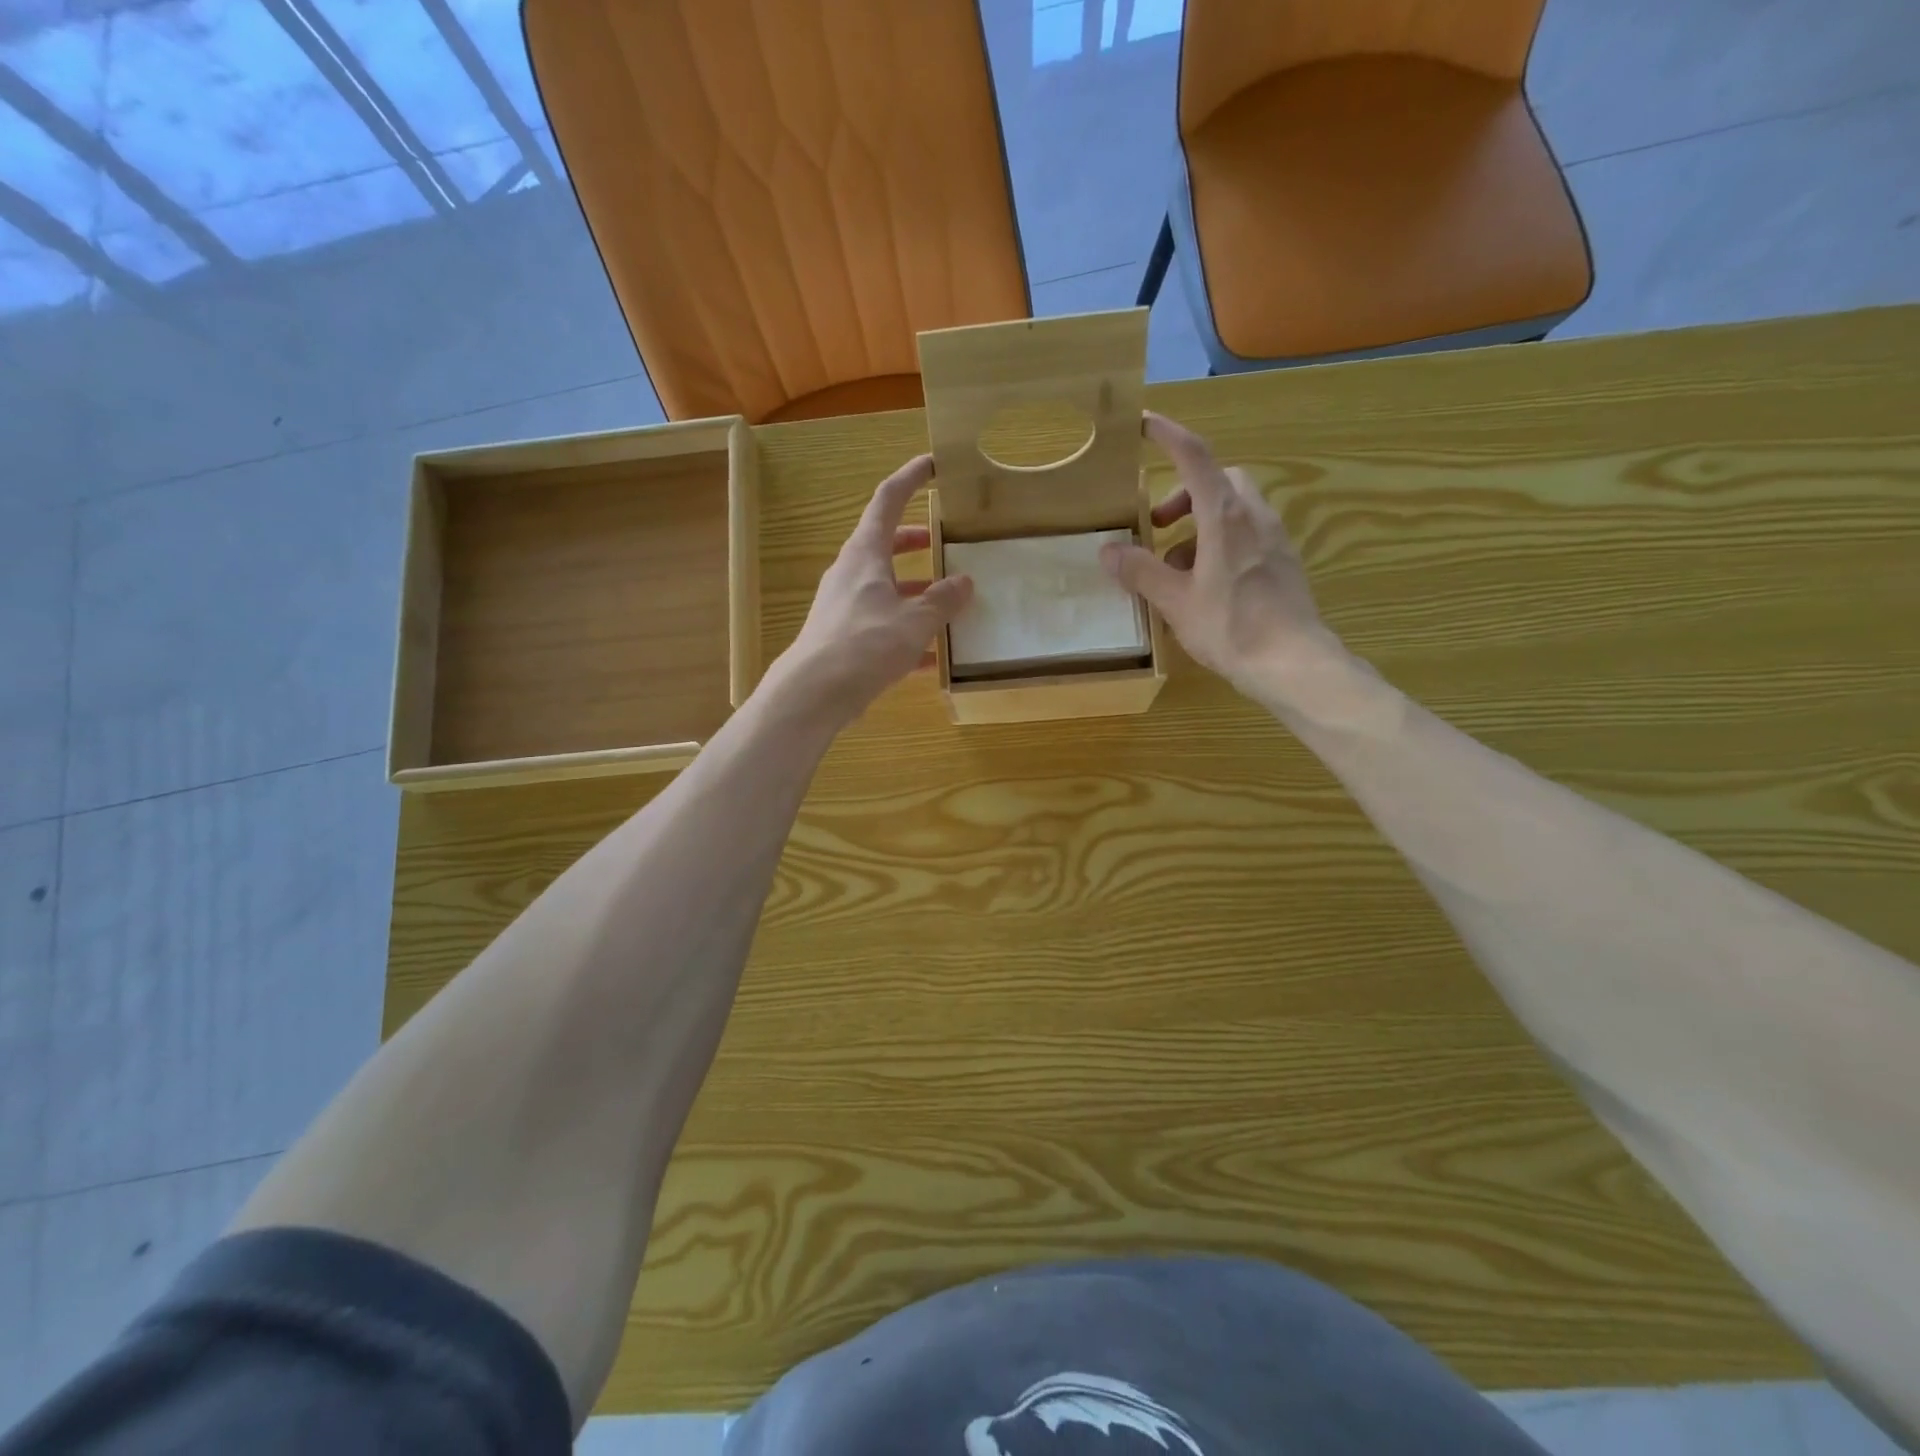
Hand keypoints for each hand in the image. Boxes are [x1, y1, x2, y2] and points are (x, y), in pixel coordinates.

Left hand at [773, 454, 972, 723]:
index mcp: (865, 554)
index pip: (888, 500)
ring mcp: (844, 606)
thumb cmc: (864, 644)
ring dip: (914, 591)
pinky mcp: (843, 638)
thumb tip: (964, 582)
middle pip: (885, 545)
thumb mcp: (914, 621)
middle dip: (915, 542)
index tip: (933, 464)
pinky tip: (931, 658)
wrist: (813, 693)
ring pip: (885, 588)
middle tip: (943, 542)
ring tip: (947, 605)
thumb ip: (942, 601)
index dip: (911, 478)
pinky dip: (906, 632)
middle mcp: (851, 573)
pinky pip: (881, 625)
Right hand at [1101, 412, 1345, 702]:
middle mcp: (1254, 517)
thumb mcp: (1175, 601)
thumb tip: (1108, 550)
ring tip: (1174, 568)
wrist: (1292, 663)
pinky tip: (1205, 585)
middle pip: (1218, 480)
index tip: (1145, 423)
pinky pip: (1247, 535)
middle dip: (1184, 493)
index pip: (1195, 457)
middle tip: (1158, 526)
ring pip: (1233, 510)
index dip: (1168, 435)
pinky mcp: (1283, 563)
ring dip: (1200, 524)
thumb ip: (1140, 571)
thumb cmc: (1230, 627)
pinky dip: (1220, 544)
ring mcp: (1274, 539)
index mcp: (1225, 517)